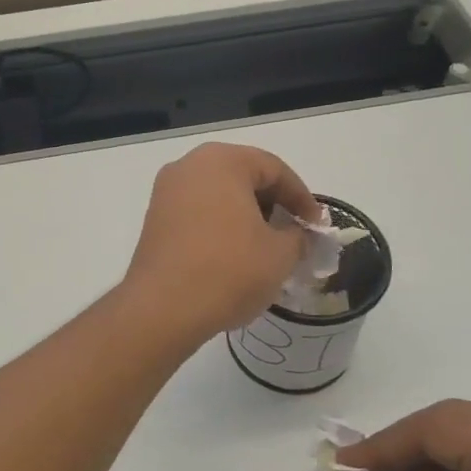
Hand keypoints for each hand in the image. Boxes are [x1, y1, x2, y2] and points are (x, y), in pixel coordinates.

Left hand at [122, 142, 319, 342]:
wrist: (163, 309)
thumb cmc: (229, 270)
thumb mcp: (280, 254)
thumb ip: (298, 236)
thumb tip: (297, 235)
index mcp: (221, 161)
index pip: (274, 169)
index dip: (302, 198)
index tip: (316, 226)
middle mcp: (188, 167)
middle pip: (243, 178)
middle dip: (273, 205)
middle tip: (294, 235)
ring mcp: (166, 193)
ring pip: (219, 197)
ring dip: (246, 218)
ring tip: (267, 249)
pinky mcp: (154, 221)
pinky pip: (198, 215)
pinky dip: (221, 228)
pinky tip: (235, 257)